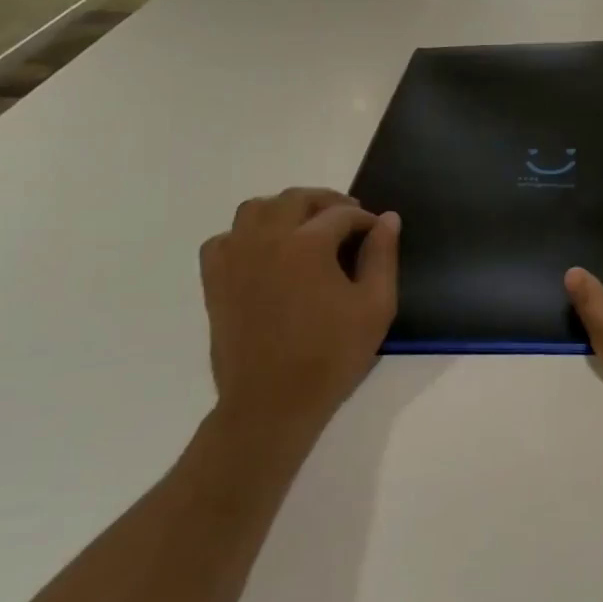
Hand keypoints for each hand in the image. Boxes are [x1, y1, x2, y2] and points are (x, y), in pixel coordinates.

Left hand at [199, 189, 398, 435]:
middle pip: (295, 199)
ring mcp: (235, 258)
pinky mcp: (215, 280)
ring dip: (284, 209)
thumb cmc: (332, 354)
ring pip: (255, 209)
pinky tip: (265, 251)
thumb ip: (382, 256)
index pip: (342, 213)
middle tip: (348, 220)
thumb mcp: (375, 305)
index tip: (377, 233)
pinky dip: (246, 234)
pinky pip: (225, 238)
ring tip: (306, 227)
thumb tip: (387, 219)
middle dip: (326, 202)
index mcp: (307, 244)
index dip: (365, 219)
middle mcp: (266, 240)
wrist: (272, 402)